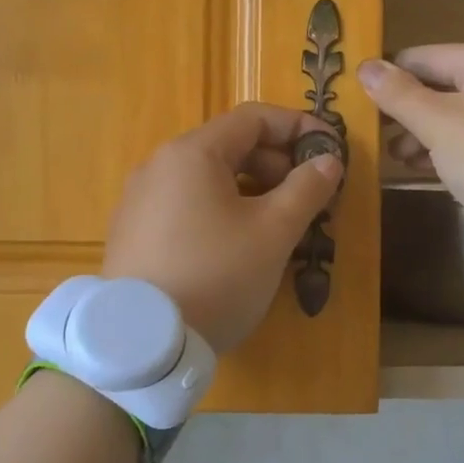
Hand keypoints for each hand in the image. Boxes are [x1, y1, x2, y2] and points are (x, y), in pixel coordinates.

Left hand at [102, 103, 343, 353]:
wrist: (142, 344)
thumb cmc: (217, 275)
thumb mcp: (274, 232)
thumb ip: (306, 189)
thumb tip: (328, 161)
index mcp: (193, 153)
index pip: (254, 118)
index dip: (298, 127)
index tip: (330, 150)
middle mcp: (159, 165)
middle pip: (229, 146)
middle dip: (277, 163)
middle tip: (309, 195)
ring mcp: (140, 200)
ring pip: (208, 179)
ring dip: (252, 189)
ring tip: (280, 223)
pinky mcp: (133, 233)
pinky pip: (186, 204)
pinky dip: (221, 210)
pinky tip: (238, 245)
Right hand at [358, 45, 463, 210]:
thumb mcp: (438, 124)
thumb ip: (399, 95)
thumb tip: (365, 67)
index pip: (423, 57)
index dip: (389, 77)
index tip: (359, 101)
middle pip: (442, 86)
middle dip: (408, 112)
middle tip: (378, 138)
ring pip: (460, 114)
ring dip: (426, 134)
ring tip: (400, 159)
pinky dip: (453, 148)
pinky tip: (429, 168)